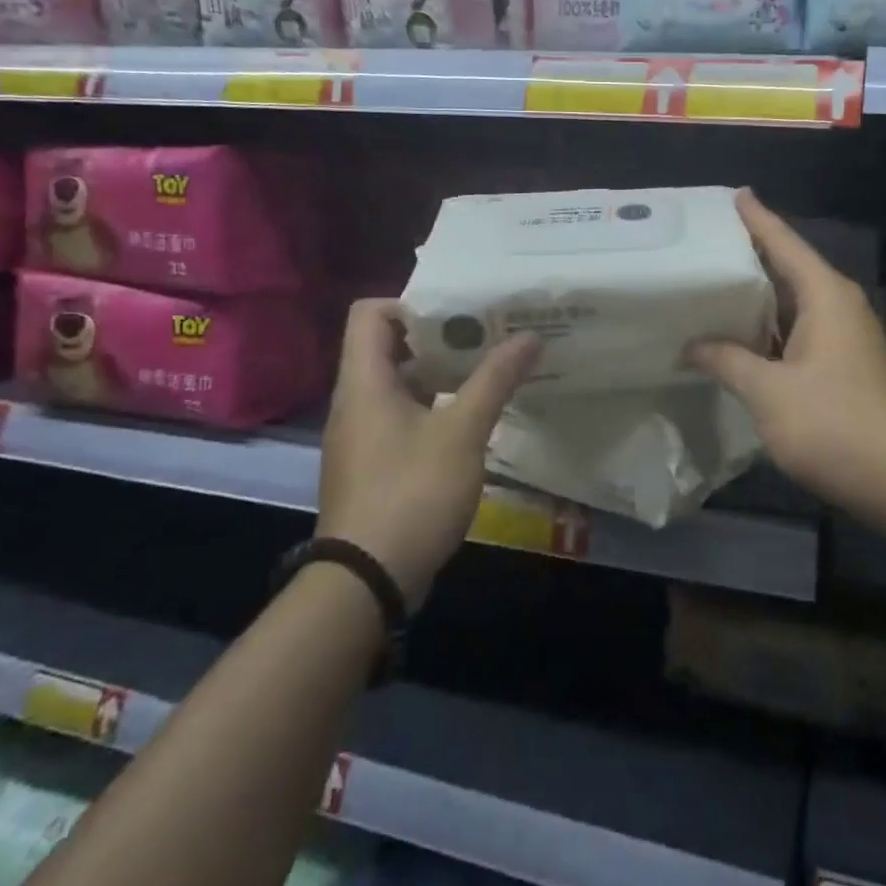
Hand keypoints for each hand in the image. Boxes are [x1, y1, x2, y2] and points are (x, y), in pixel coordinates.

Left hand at [318, 299, 538, 601]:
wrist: (368, 580)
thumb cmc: (412, 493)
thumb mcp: (462, 432)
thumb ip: (495, 380)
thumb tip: (529, 336)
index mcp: (365, 382)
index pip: (370, 313)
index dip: (412, 304)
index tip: (459, 314)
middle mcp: (356, 401)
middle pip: (389, 346)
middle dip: (441, 338)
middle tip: (489, 336)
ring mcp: (363, 435)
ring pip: (401, 384)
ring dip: (443, 374)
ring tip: (491, 370)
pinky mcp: (375, 464)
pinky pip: (403, 417)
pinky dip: (436, 407)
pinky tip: (474, 418)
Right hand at [689, 191, 885, 533]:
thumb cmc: (836, 424)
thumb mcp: (769, 392)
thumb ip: (728, 361)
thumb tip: (693, 345)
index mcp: (825, 295)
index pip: (784, 243)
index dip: (756, 218)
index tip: (734, 193)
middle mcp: (838, 307)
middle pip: (787, 269)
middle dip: (748, 257)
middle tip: (703, 243)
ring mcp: (844, 339)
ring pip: (792, 306)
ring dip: (755, 300)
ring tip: (709, 287)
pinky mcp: (843, 368)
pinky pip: (797, 335)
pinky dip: (766, 333)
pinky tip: (737, 341)